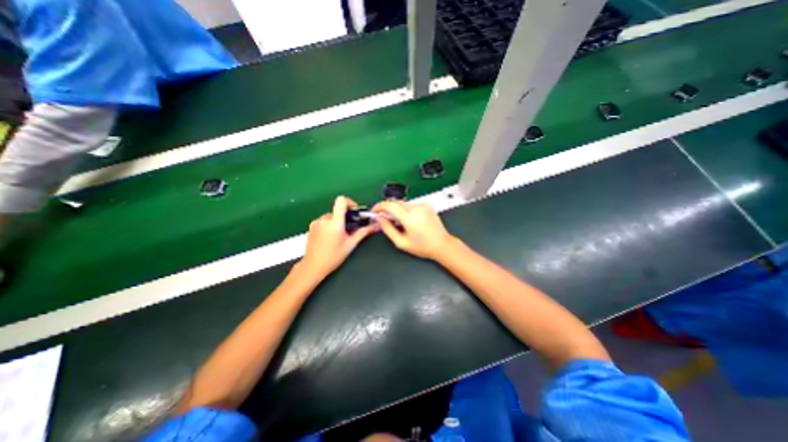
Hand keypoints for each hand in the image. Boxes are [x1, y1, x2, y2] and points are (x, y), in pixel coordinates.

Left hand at [301, 197, 376, 279]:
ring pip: (331, 216)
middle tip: (349, 230)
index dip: (350, 202)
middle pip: (337, 210)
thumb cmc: (333, 257)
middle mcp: (324, 219)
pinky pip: (323, 221)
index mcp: (335, 222)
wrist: (313, 266)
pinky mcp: (311, 226)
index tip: (354, 212)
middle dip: (345, 217)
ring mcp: (316, 222)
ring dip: (337, 222)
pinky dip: (329, 226)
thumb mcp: (350, 244)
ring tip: (339, 236)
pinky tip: (330, 238)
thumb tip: (375, 226)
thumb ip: (363, 232)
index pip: (341, 201)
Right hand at [371, 202, 451, 260]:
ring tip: (398, 222)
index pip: (389, 205)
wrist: (442, 244)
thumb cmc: (423, 246)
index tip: (374, 210)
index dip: (379, 206)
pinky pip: (411, 205)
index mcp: (409, 218)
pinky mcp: (427, 205)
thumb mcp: (401, 242)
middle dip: (387, 208)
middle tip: (383, 217)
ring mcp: (423, 206)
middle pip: (396, 203)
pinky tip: (408, 220)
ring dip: (397, 210)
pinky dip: (406, 210)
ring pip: (403, 203)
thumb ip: (387, 229)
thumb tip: (379, 219)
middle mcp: (417, 208)